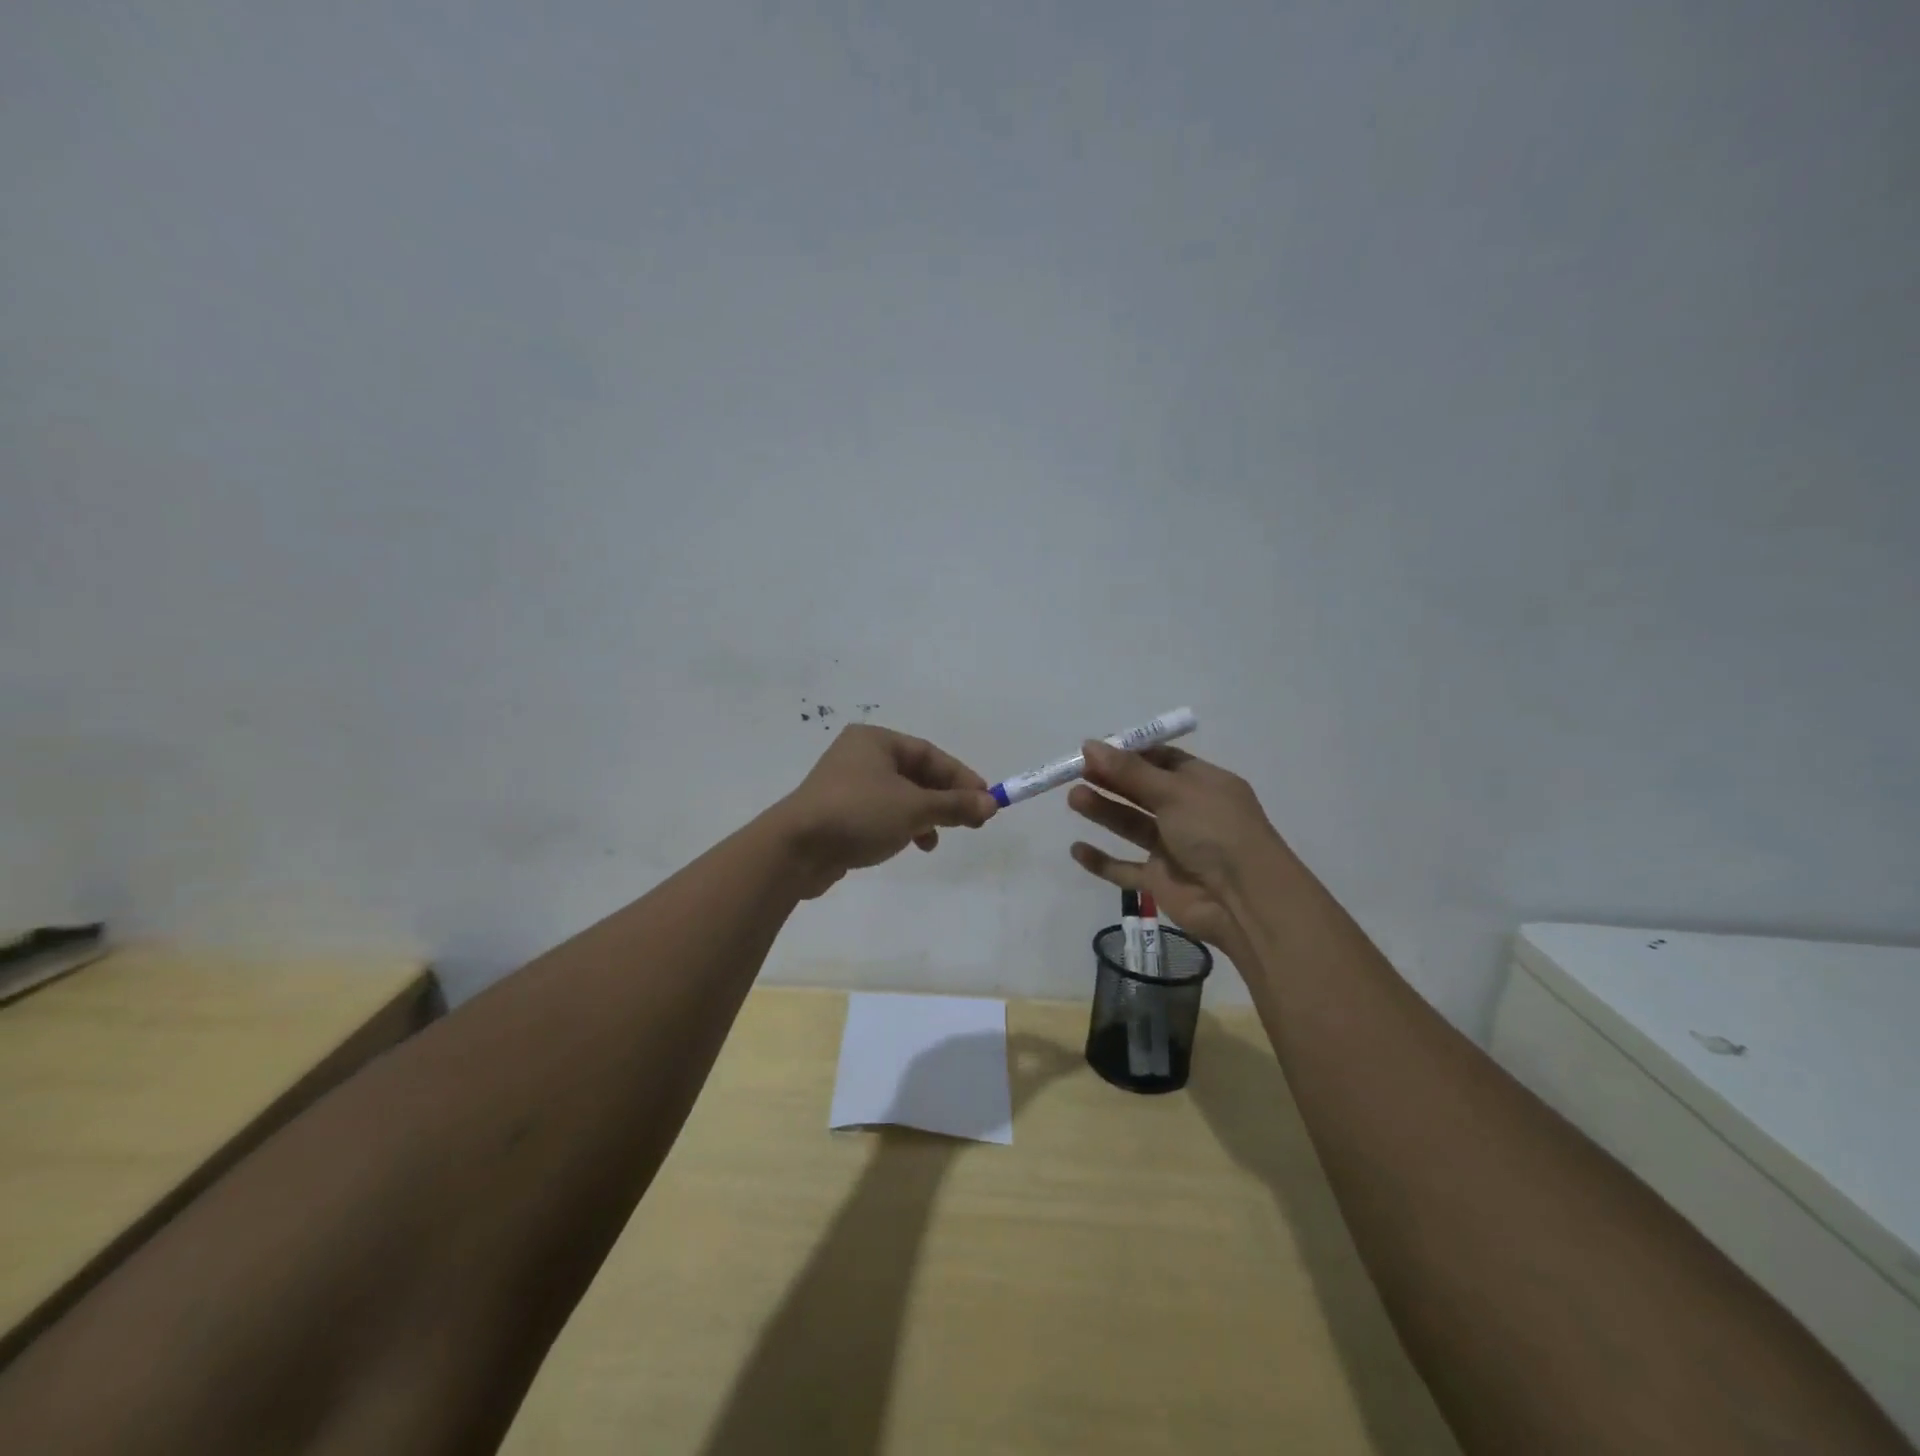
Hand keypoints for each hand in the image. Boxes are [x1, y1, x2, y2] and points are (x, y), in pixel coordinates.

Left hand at [775, 725, 998, 897]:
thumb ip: (954, 805)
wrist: (795, 850)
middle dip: (944, 798)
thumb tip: (991, 804)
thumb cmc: (858, 814)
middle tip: (971, 821)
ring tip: (936, 839)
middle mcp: (860, 756)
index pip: (929, 754)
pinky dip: (902, 826)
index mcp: (875, 741)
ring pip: (900, 796)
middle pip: (916, 774)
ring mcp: (847, 786)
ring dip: (925, 816)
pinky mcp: (840, 814)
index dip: (961, 777)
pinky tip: (912, 845)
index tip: (985, 800)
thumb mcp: (914, 808)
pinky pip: (882, 814)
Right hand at [1067, 741, 1288, 950]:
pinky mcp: (1160, 881)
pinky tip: (1077, 849)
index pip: (1163, 760)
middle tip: (1076, 770)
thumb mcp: (1174, 791)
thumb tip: (1089, 745)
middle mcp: (1188, 812)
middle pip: (1142, 791)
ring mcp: (1173, 848)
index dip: (1129, 753)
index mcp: (1203, 783)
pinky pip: (1125, 869)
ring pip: (1131, 825)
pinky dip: (1103, 861)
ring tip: (1073, 798)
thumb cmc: (1215, 831)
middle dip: (1111, 779)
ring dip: (1104, 811)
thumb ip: (1129, 771)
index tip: (1095, 749)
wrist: (1244, 900)